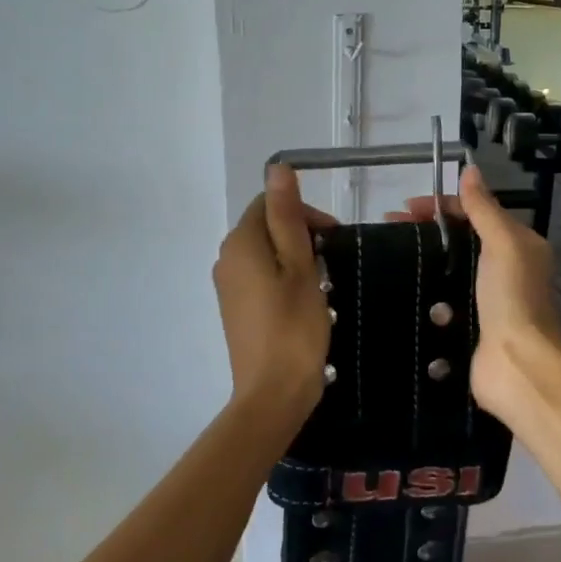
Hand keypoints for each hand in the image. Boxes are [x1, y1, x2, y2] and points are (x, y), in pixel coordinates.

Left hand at [213, 165, 337, 425]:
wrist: (273, 393)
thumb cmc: (293, 327)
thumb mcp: (299, 266)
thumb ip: (287, 216)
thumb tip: (277, 167)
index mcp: (240, 243)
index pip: (268, 205)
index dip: (304, 213)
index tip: (334, 239)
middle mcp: (226, 259)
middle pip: (265, 228)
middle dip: (300, 235)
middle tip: (332, 261)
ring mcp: (228, 287)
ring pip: (265, 254)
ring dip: (294, 258)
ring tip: (323, 283)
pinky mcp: (235, 310)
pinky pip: (260, 279)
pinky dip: (283, 279)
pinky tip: (305, 302)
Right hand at [388, 165, 560, 425]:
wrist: (516, 365)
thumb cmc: (512, 298)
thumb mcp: (504, 243)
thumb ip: (484, 208)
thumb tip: (470, 169)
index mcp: (518, 245)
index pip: (476, 213)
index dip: (441, 205)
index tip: (404, 208)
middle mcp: (505, 269)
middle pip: (459, 240)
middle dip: (426, 231)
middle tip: (388, 229)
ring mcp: (484, 299)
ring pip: (447, 270)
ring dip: (421, 262)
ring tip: (386, 257)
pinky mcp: (467, 325)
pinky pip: (440, 300)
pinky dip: (423, 293)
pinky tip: (397, 288)